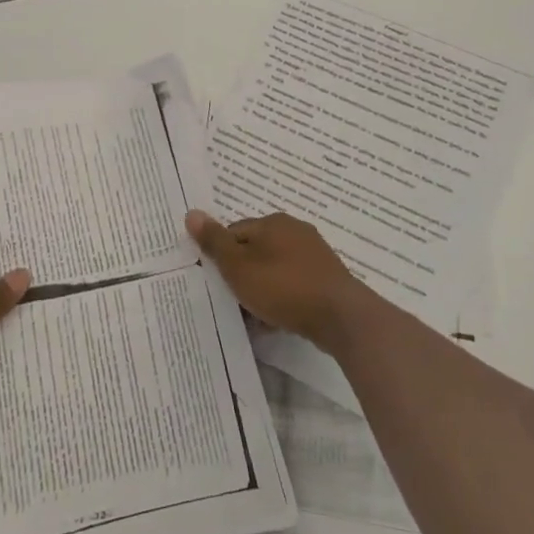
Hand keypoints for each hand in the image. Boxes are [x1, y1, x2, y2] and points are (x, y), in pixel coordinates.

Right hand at [187, 210, 370, 354]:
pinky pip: (294, 285)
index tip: (217, 283)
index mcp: (273, 222)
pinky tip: (277, 320)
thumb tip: (191, 213)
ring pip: (274, 270)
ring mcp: (314, 255)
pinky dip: (282, 299)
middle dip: (242, 275)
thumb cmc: (284, 288)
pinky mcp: (327, 278)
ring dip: (262, 290)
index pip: (234, 233)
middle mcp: (295, 231)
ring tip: (254, 317)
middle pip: (255, 251)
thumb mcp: (239, 267)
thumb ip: (214, 242)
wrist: (341, 318)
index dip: (221, 258)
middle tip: (233, 301)